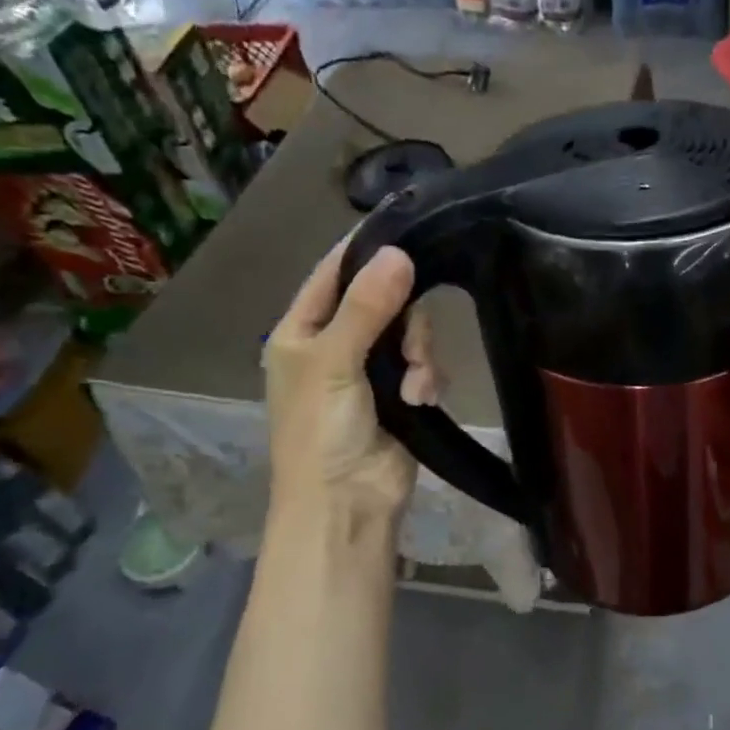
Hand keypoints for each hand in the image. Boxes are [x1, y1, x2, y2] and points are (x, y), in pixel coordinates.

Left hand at [263, 240, 438, 543]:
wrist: (347, 502)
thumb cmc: (322, 430)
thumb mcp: (334, 362)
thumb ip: (366, 307)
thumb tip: (400, 252)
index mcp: (302, 332)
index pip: (333, 273)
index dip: (365, 251)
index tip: (406, 227)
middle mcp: (337, 346)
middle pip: (383, 302)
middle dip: (403, 319)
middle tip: (408, 341)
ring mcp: (372, 373)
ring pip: (411, 336)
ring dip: (418, 356)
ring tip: (412, 387)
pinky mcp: (404, 397)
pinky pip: (426, 368)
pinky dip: (427, 381)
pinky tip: (421, 401)